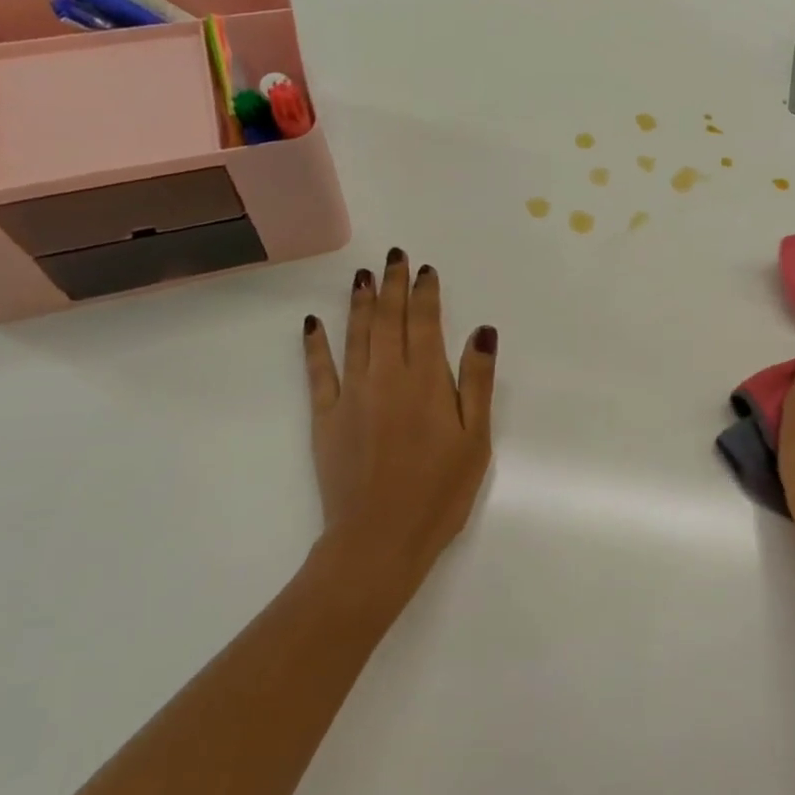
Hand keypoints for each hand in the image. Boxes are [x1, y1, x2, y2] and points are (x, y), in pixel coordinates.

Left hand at [301, 248, 496, 606]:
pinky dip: (315, 344)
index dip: (425, 293)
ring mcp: (351, 395)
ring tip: (362, 275)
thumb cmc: (440, 491)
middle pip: (388, 320)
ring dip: (359, 302)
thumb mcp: (476, 439)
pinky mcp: (326, 417)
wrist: (379, 538)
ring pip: (355, 336)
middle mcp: (386, 377)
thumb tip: (482, 331)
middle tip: (394, 256)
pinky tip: (313, 322)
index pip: (426, 323)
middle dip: (392, 284)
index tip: (425, 269)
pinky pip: (318, 371)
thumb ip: (476, 381)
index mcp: (426, 381)